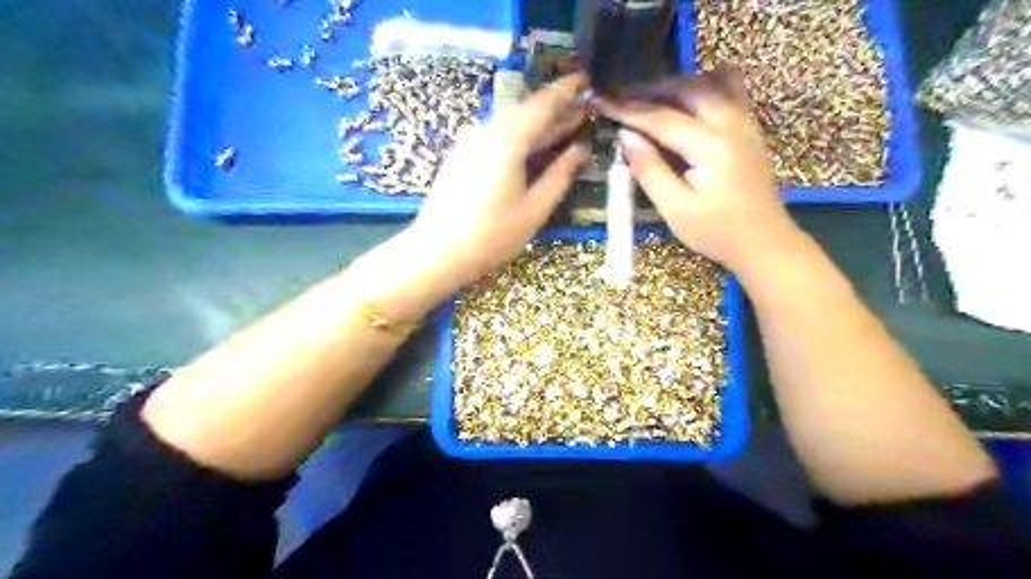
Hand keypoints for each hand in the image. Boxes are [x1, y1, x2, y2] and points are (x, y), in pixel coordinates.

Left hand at [407, 72, 592, 287]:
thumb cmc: (492, 234)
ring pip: (512, 124)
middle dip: (556, 108)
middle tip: (585, 106)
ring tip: (566, 125)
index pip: (544, 103)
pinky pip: (498, 136)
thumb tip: (581, 149)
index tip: (588, 79)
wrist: (437, 251)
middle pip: (526, 110)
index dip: (568, 90)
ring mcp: (471, 142)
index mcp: (508, 139)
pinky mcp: (463, 156)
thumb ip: (561, 175)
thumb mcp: (535, 208)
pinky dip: (521, 136)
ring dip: (539, 124)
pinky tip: (534, 147)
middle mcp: (487, 131)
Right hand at [597, 70, 805, 271]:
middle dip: (650, 89)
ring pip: (710, 80)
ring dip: (677, 84)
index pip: (661, 117)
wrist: (763, 241)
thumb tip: (626, 136)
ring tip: (651, 99)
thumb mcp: (675, 209)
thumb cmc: (716, 232)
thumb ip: (649, 170)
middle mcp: (731, 122)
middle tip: (621, 99)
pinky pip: (728, 88)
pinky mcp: (749, 126)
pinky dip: (701, 87)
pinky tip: (684, 104)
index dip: (627, 108)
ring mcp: (745, 120)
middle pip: (687, 87)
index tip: (600, 100)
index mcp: (710, 145)